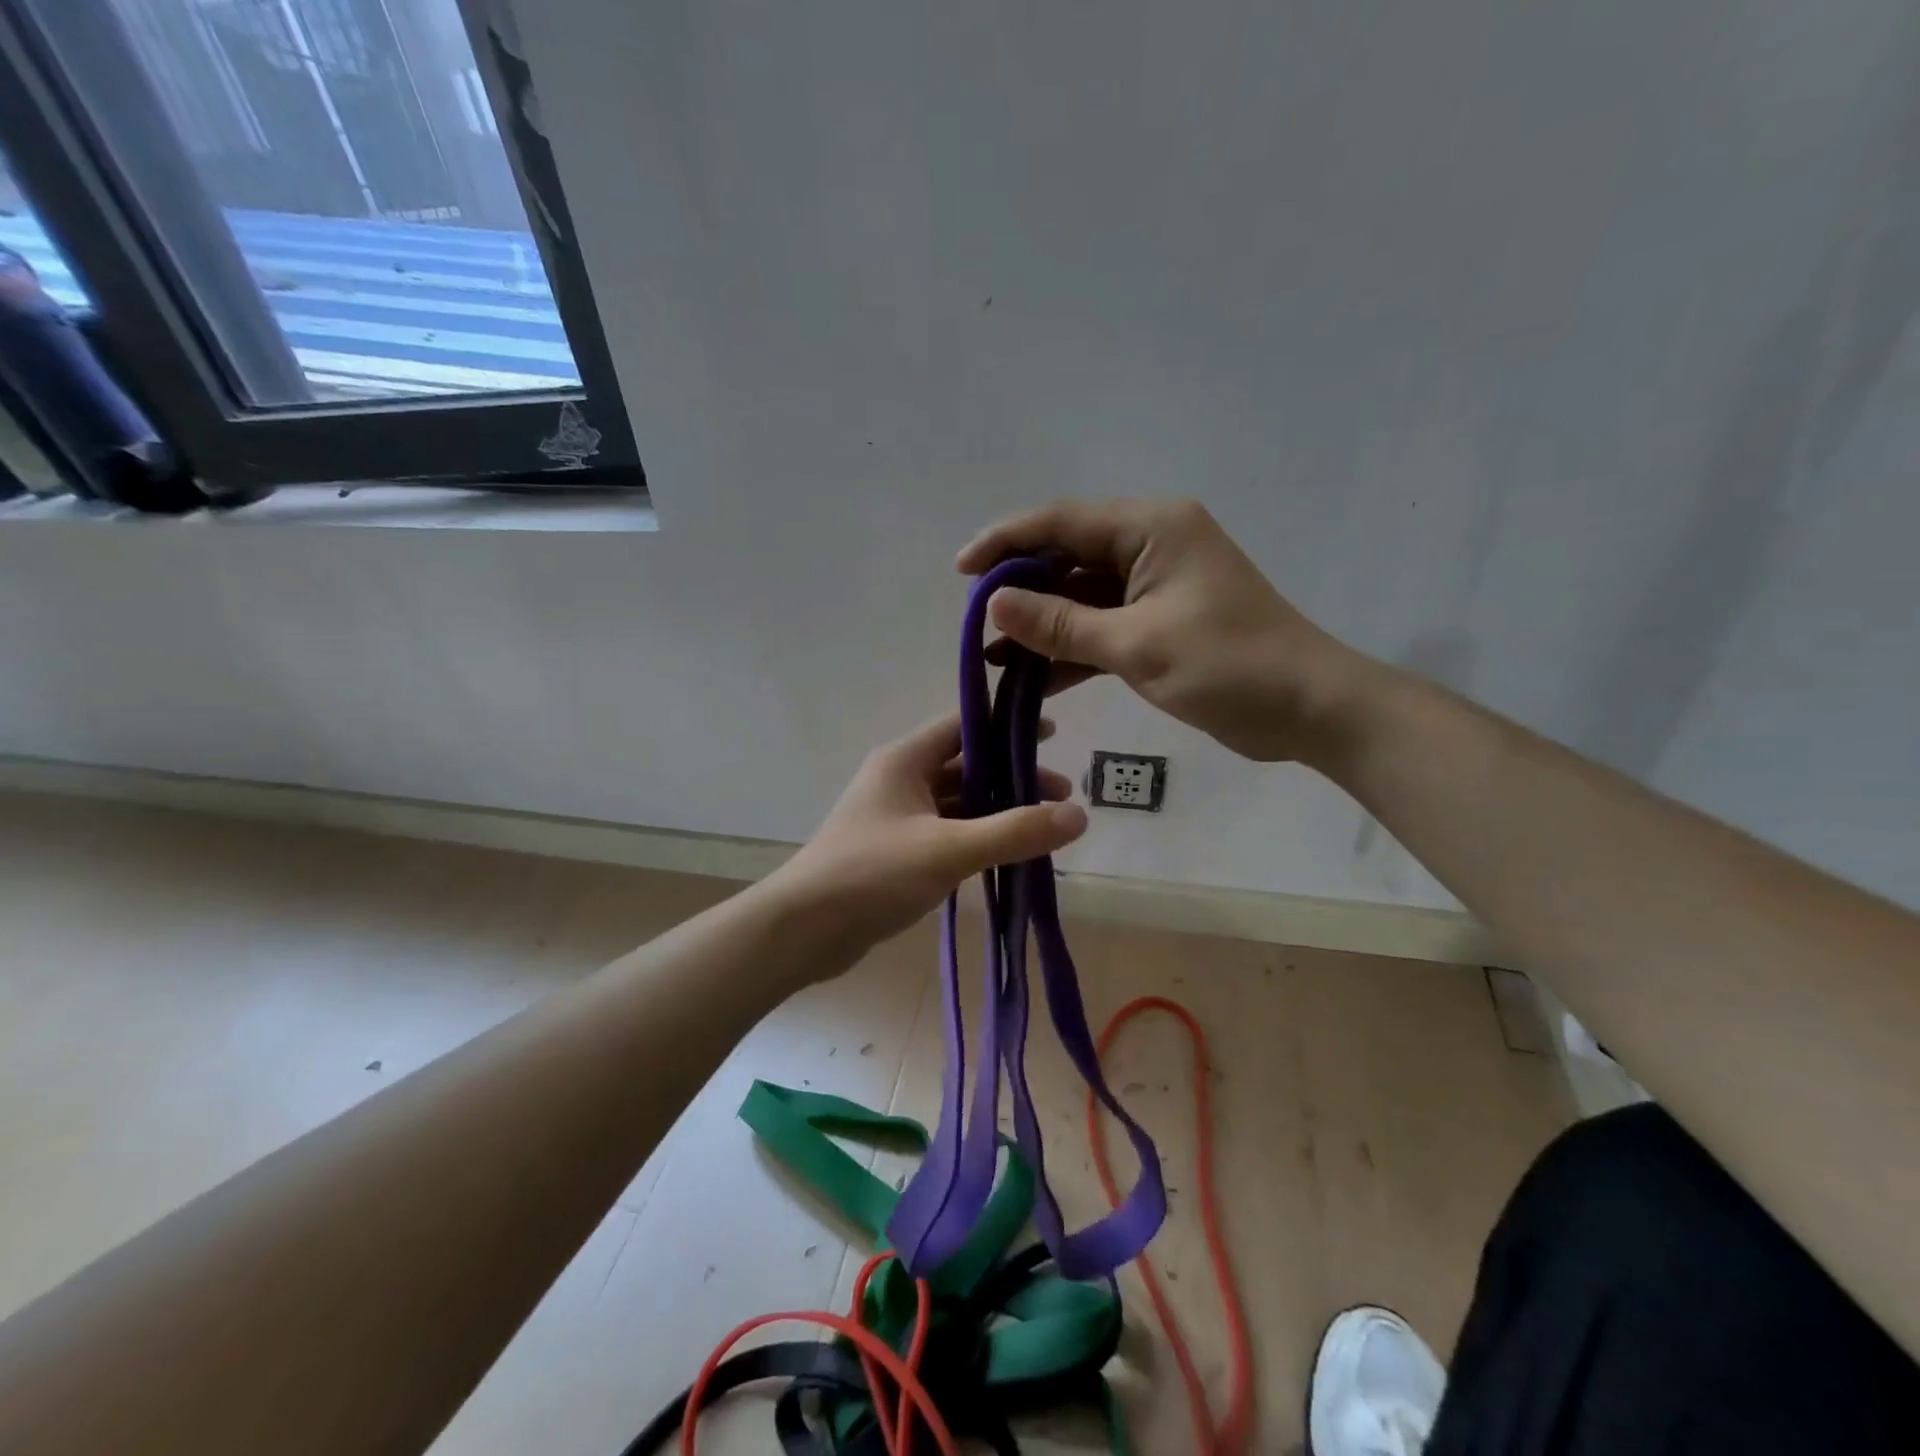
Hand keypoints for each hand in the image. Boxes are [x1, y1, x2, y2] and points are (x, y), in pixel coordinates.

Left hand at [769, 714, 1087, 953]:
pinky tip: (1006, 856)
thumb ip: (1013, 832)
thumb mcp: (948, 850)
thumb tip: (1079, 816)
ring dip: (997, 811)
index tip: (1052, 735)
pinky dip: (977, 838)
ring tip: (1044, 830)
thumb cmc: (871, 874)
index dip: (1008, 727)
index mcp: (905, 760)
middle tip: (1062, 797)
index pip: (964, 725)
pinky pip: (946, 833)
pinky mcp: (895, 851)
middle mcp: (900, 779)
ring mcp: (896, 817)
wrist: (804, 930)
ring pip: (958, 803)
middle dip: (1013, 778)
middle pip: (966, 766)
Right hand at [957, 499, 1368, 763]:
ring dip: (1042, 627)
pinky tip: (1033, 678)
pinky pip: (1102, 627)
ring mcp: (1156, 586)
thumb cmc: (1229, 666)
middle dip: (1021, 591)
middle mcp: (1151, 545)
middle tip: (974, 624)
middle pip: (1068, 557)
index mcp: (1152, 528)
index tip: (960, 571)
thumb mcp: (1137, 645)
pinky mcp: (1159, 623)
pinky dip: (1071, 650)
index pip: (1062, 522)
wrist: (1308, 709)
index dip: (1006, 542)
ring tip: (994, 659)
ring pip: (1081, 597)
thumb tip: (995, 605)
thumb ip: (1062, 624)